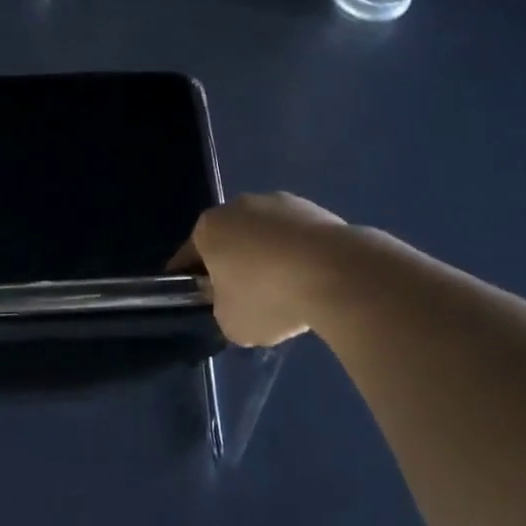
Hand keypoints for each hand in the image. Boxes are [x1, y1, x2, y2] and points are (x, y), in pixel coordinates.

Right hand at [172, 193, 351, 347]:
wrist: (336, 273)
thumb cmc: (268, 296)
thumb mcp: (230, 323)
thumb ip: (222, 309)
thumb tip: (235, 301)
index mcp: (208, 228)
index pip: (189, 257)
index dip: (193, 283)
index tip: (204, 304)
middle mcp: (238, 205)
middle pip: (229, 241)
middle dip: (234, 267)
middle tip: (248, 302)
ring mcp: (279, 202)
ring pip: (264, 237)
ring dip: (269, 259)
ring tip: (289, 294)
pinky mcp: (314, 208)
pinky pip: (296, 238)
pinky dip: (299, 256)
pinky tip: (313, 282)